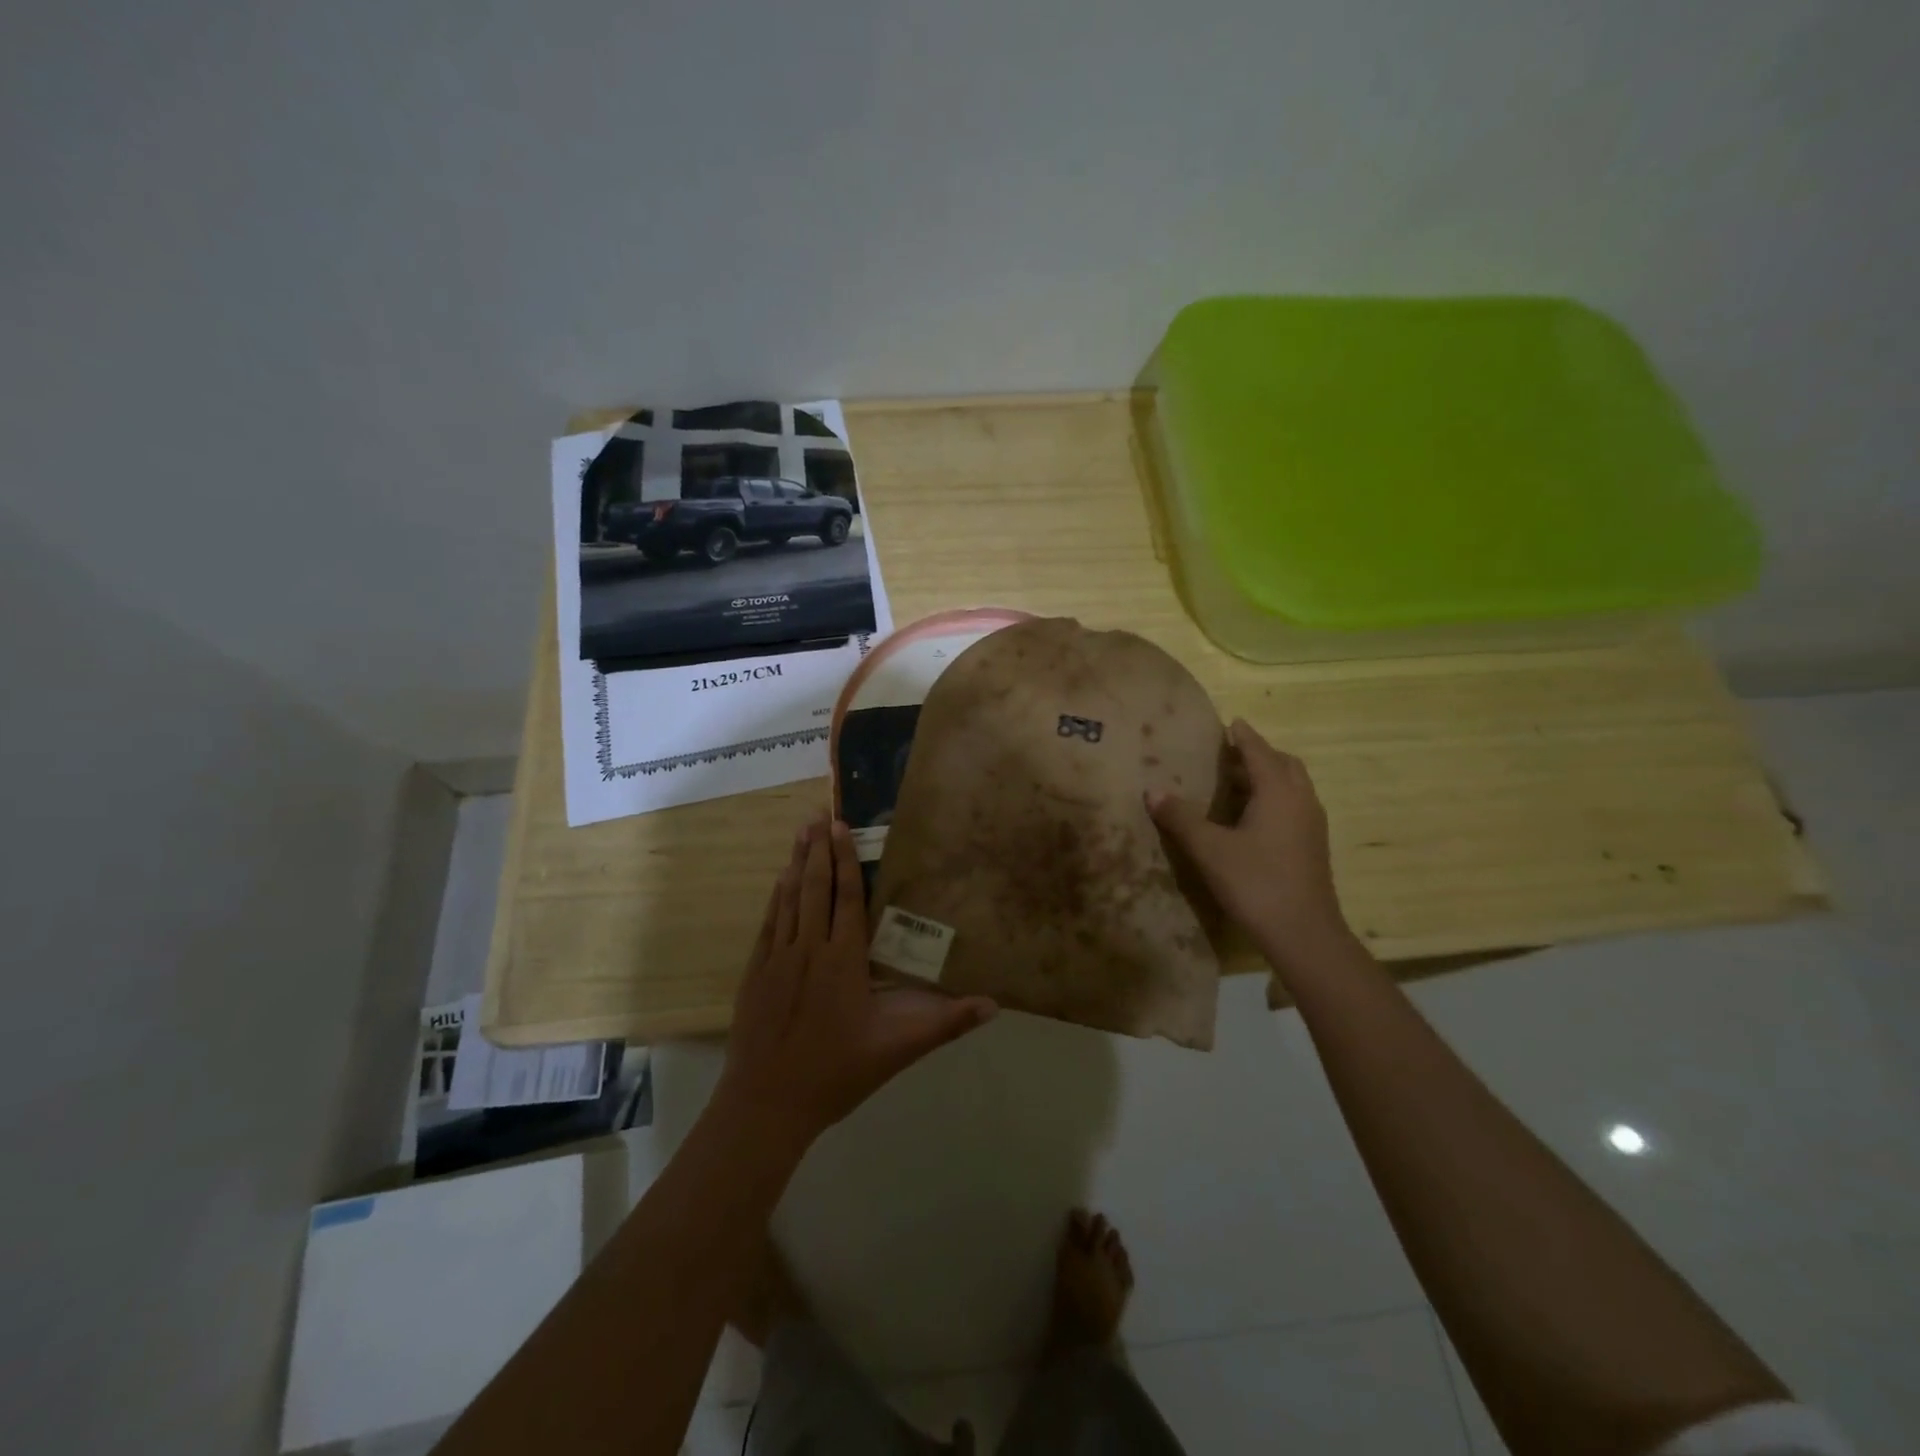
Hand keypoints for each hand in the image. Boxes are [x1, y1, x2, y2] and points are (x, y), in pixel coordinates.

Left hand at [715, 814, 996, 1152]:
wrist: (767, 1103)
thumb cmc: (837, 1072)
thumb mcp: (898, 1050)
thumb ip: (945, 1023)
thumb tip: (994, 1004)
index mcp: (844, 960)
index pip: (846, 898)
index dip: (844, 860)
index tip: (840, 827)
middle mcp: (810, 949)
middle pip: (815, 888)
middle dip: (818, 850)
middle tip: (819, 815)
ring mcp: (778, 959)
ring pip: (789, 899)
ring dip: (795, 864)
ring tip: (800, 833)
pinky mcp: (756, 973)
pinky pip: (769, 924)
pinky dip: (776, 898)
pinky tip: (779, 882)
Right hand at [1146, 721, 1355, 971]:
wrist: (1304, 934)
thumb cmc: (1256, 883)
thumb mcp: (1210, 849)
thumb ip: (1181, 818)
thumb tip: (1153, 791)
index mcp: (1279, 792)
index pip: (1260, 752)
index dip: (1244, 737)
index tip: (1231, 723)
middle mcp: (1301, 801)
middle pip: (1285, 765)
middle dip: (1261, 754)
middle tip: (1232, 753)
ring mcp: (1312, 825)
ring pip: (1294, 787)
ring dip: (1270, 776)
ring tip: (1239, 782)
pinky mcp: (1313, 847)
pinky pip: (1295, 806)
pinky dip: (1276, 798)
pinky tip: (1253, 818)